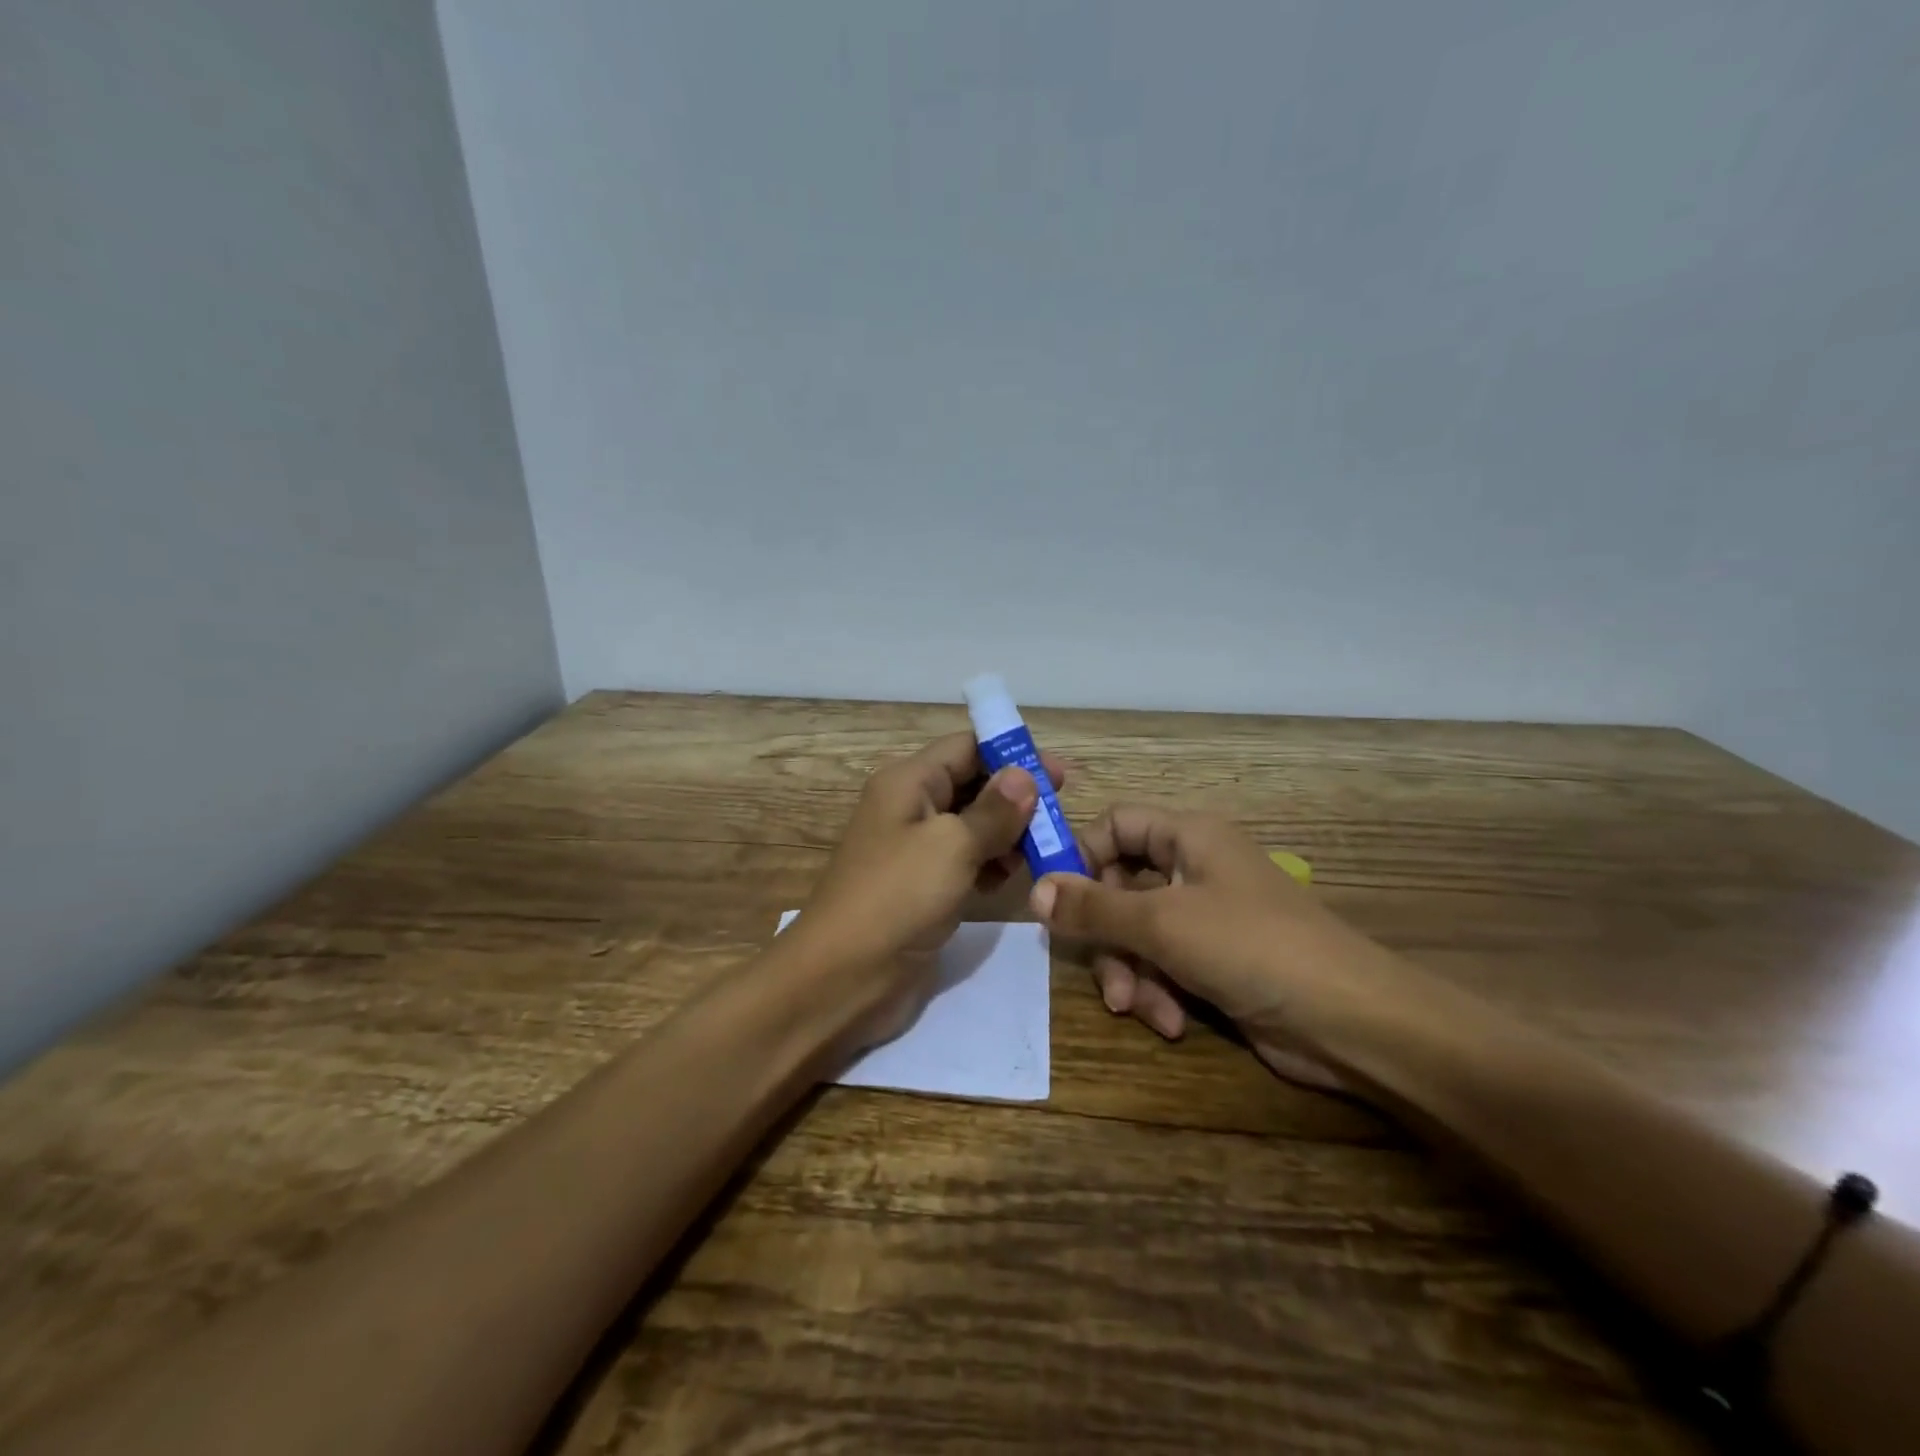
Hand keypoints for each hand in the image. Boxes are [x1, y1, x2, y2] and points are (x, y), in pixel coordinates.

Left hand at [789, 731, 1068, 1047]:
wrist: (842, 977)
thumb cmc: (897, 897)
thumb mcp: (951, 846)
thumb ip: (993, 811)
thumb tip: (1024, 775)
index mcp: (909, 782)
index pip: (966, 748)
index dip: (1011, 754)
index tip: (1057, 774)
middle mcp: (911, 808)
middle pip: (972, 785)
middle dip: (1016, 797)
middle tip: (1060, 814)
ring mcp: (915, 851)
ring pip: (972, 826)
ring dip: (1008, 833)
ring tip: (1045, 850)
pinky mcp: (923, 888)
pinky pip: (965, 862)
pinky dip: (990, 865)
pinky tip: (1012, 879)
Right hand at [1028, 806, 1389, 1088]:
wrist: (1351, 1022)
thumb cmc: (1251, 947)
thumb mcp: (1161, 923)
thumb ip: (1093, 907)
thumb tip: (1034, 890)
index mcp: (1188, 837)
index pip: (1115, 825)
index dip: (1081, 856)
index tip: (1053, 900)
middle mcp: (1194, 869)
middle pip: (1120, 887)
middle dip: (1108, 937)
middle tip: (1105, 975)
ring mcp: (1207, 918)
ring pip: (1138, 933)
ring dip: (1132, 974)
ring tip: (1142, 1009)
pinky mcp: (1216, 962)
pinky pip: (1165, 966)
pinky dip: (1160, 993)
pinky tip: (1173, 1024)